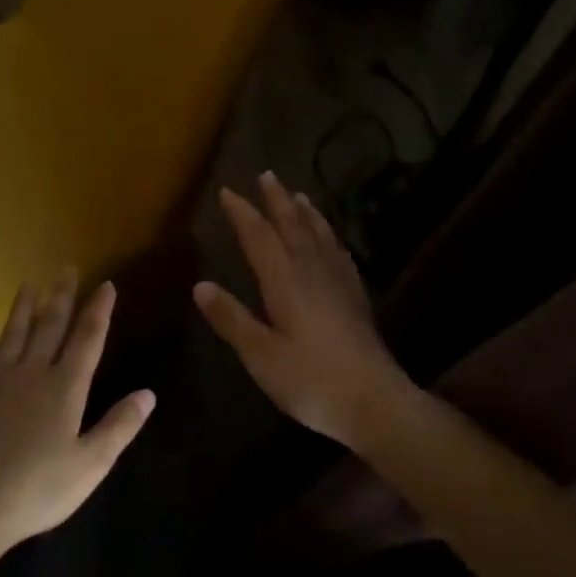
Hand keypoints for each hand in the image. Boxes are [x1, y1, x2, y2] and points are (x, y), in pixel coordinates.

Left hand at [0, 272, 154, 548]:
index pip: (87, 340)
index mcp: (65, 388)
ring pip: (11, 338)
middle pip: (49, 329)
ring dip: (21, 310)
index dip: (99, 311)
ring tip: (27, 284)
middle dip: (61, 298)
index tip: (106, 284)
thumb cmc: (39, 489)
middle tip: (67, 270)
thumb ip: (119, 426)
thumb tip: (148, 393)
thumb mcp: (91, 464)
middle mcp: (31, 376)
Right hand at [193, 173, 414, 449]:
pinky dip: (330, 238)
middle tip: (266, 175)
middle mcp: (312, 271)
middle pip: (292, 226)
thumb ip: (232, 318)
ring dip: (305, 212)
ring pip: (319, 235)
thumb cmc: (310, 380)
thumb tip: (200, 286)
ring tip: (297, 194)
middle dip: (276, 200)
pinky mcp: (355, 298)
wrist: (375, 401)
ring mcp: (339, 283)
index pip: (259, 237)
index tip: (227, 191)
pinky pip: (339, 254)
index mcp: (285, 281)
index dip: (242, 213)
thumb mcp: (260, 355)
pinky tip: (331, 240)